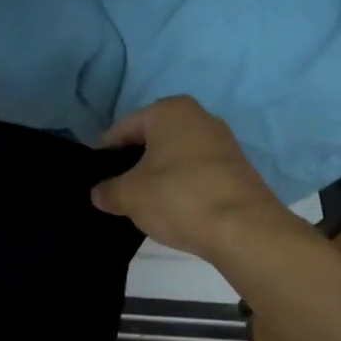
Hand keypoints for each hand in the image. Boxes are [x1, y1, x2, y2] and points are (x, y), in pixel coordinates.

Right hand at [92, 96, 289, 259]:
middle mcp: (199, 117)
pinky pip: (196, 172)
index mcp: (170, 111)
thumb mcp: (129, 195)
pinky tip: (173, 209)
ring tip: (144, 203)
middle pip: (152, 139)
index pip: (123, 128)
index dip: (106, 153)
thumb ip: (108, 191)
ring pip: (175, 156)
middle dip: (134, 163)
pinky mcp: (236, 168)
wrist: (244, 229)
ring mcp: (222, 142)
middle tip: (118, 191)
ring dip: (158, 176)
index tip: (97, 177)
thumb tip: (98, 193)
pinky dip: (181, 186)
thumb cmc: (178, 197)